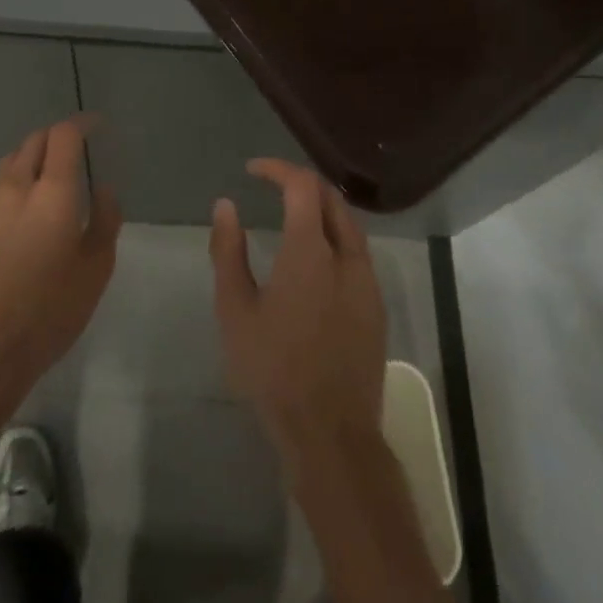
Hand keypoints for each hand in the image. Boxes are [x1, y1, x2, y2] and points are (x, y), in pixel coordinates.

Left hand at [0, 118, 120, 408]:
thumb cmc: (52, 309)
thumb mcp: (96, 268)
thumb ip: (104, 219)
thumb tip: (103, 189)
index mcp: (51, 192)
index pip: (63, 135)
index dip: (82, 124)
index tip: (97, 127)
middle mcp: (16, 188)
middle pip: (33, 141)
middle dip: (57, 137)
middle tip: (77, 150)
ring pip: (11, 162)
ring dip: (33, 157)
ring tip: (51, 175)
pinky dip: (16, 182)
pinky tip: (27, 209)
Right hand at [209, 159, 386, 458]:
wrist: (331, 434)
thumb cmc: (273, 370)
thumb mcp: (235, 310)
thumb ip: (228, 252)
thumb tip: (225, 205)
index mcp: (311, 251)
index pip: (301, 186)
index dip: (277, 169)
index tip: (252, 170)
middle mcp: (347, 256)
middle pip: (331, 197)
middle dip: (301, 182)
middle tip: (272, 185)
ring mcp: (368, 282)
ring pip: (349, 224)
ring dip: (321, 207)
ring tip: (292, 213)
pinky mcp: (377, 306)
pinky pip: (358, 252)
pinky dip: (335, 235)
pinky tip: (316, 256)